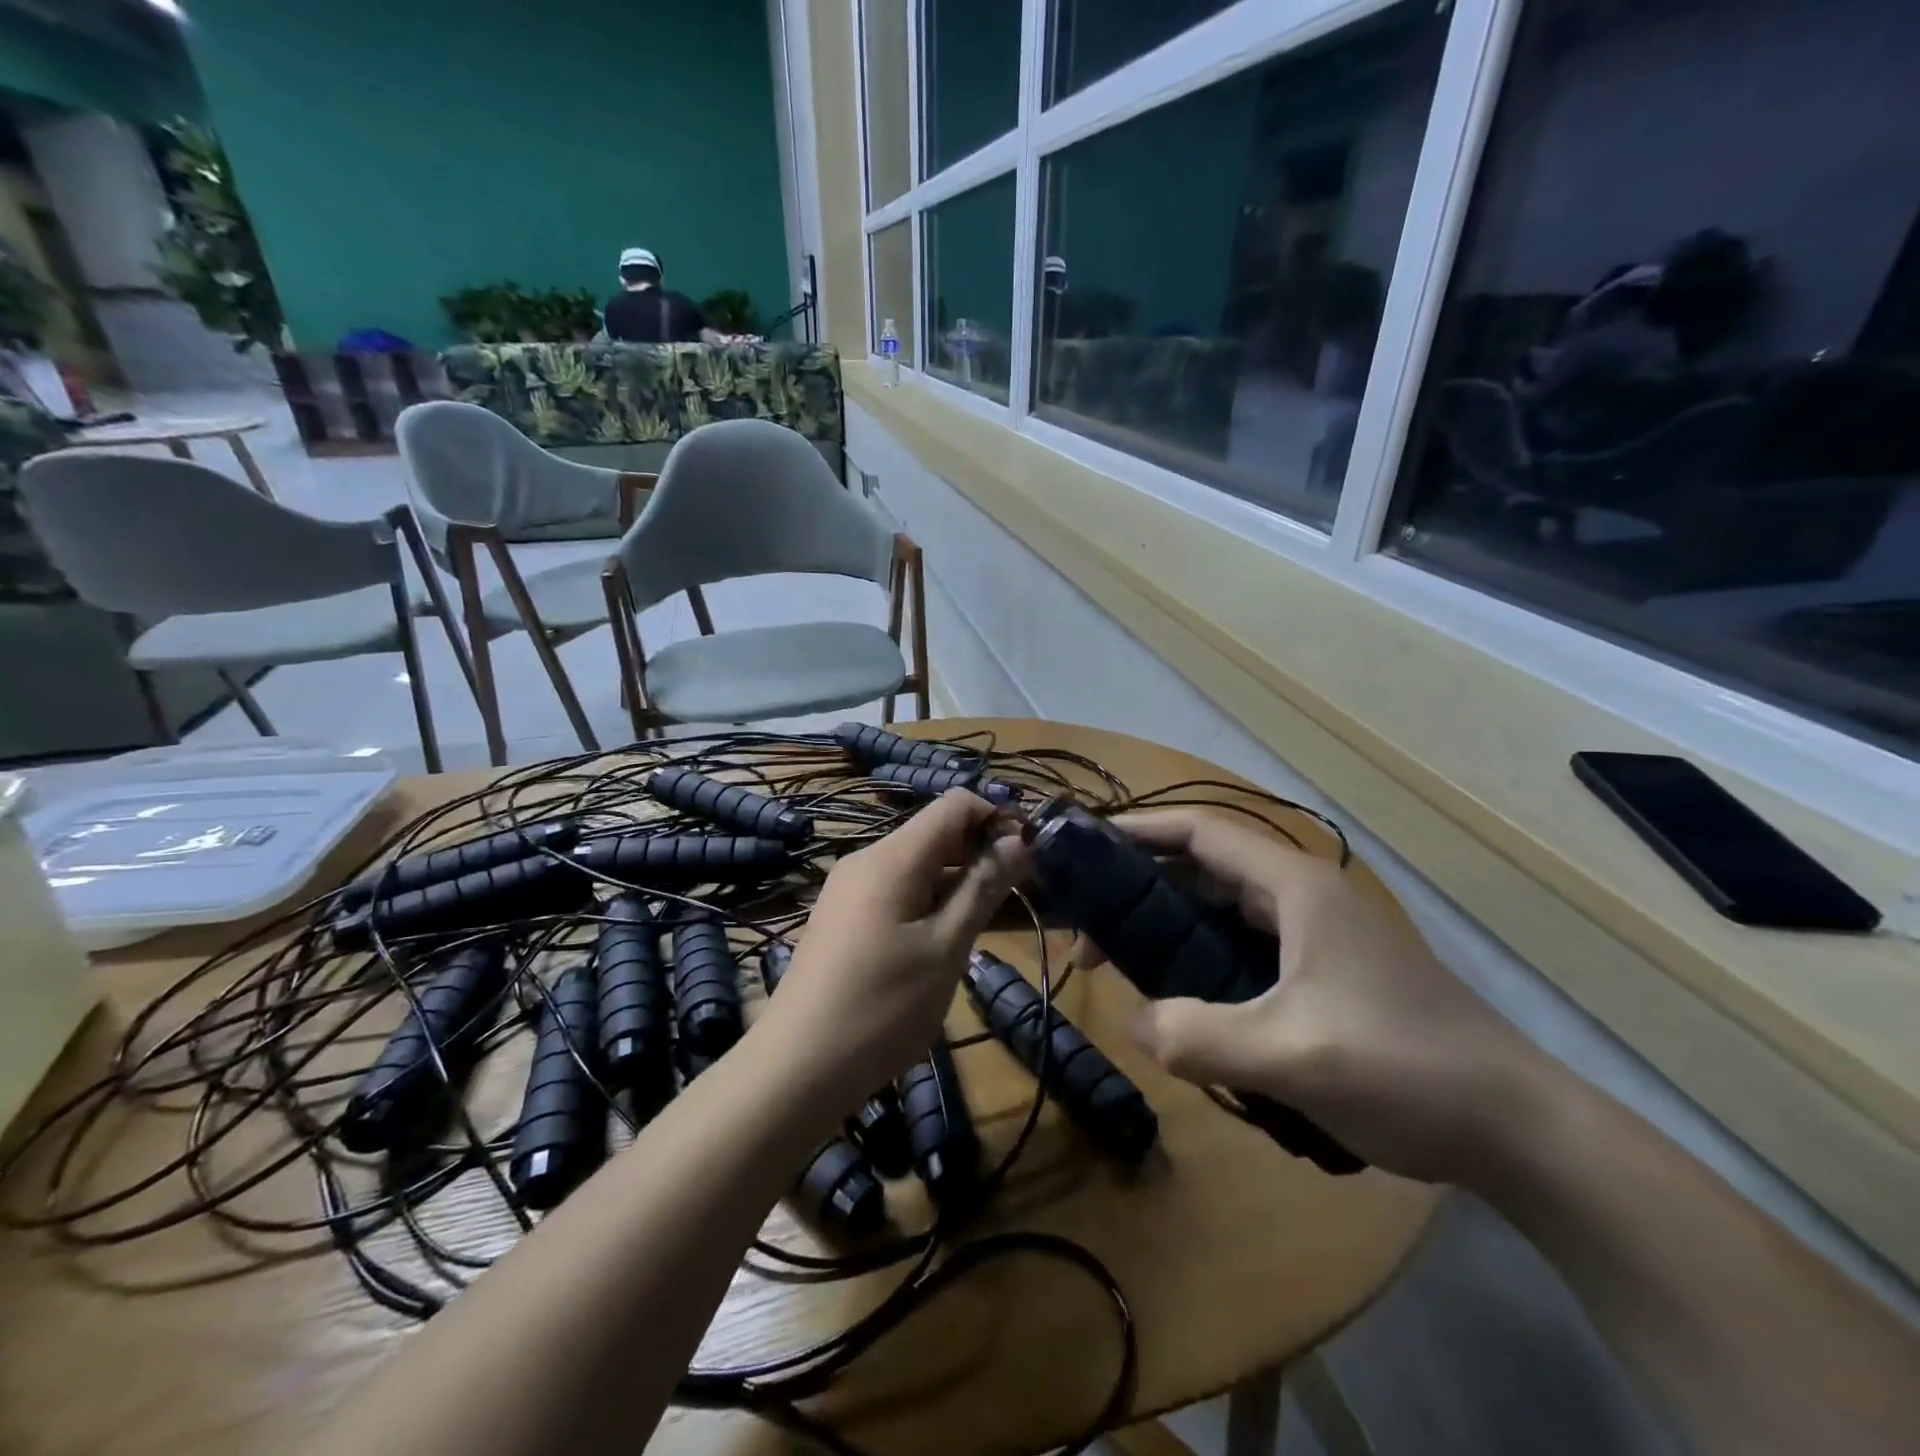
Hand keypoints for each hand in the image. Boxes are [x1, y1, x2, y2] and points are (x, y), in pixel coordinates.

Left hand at [758, 789, 1027, 1111]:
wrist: (795, 1069)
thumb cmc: (881, 1009)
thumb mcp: (945, 949)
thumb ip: (983, 888)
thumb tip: (1020, 840)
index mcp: (892, 857)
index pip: (955, 804)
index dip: (997, 818)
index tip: (1030, 856)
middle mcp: (866, 859)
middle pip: (935, 832)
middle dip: (980, 851)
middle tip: (1020, 894)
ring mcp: (849, 888)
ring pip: (916, 863)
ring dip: (957, 879)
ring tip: (989, 920)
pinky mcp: (842, 916)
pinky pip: (895, 888)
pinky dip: (928, 899)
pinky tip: (944, 938)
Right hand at [1105, 810, 1548, 1184]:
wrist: (1516, 1128)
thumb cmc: (1404, 1068)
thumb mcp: (1290, 1055)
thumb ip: (1197, 1036)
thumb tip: (1133, 1022)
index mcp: (1294, 886)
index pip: (1199, 832)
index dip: (1137, 831)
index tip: (1082, 850)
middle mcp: (1301, 896)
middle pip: (1203, 870)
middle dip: (1141, 891)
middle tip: (1087, 930)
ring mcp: (1316, 934)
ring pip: (1222, 912)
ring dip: (1169, 930)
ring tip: (1119, 963)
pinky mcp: (1324, 972)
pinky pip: (1243, 950)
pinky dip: (1201, 961)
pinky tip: (1181, 1000)